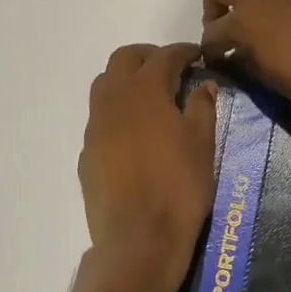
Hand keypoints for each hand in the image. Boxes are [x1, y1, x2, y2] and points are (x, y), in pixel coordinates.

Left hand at [77, 43, 218, 291]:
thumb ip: (202, 108)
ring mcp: (95, 127)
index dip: (183, 52)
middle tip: (172, 71)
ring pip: (105, 85)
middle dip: (148, 57)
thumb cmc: (179, 187)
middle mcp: (113, 100)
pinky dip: (118, 113)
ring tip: (152, 99)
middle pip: (124, 59)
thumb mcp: (202, 145)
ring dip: (127, 81)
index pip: (164, 57)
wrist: (138, 239)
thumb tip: (203, 85)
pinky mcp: (87, 153)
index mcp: (145, 91)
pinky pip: (100, 119)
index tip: (197, 56)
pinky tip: (136, 135)